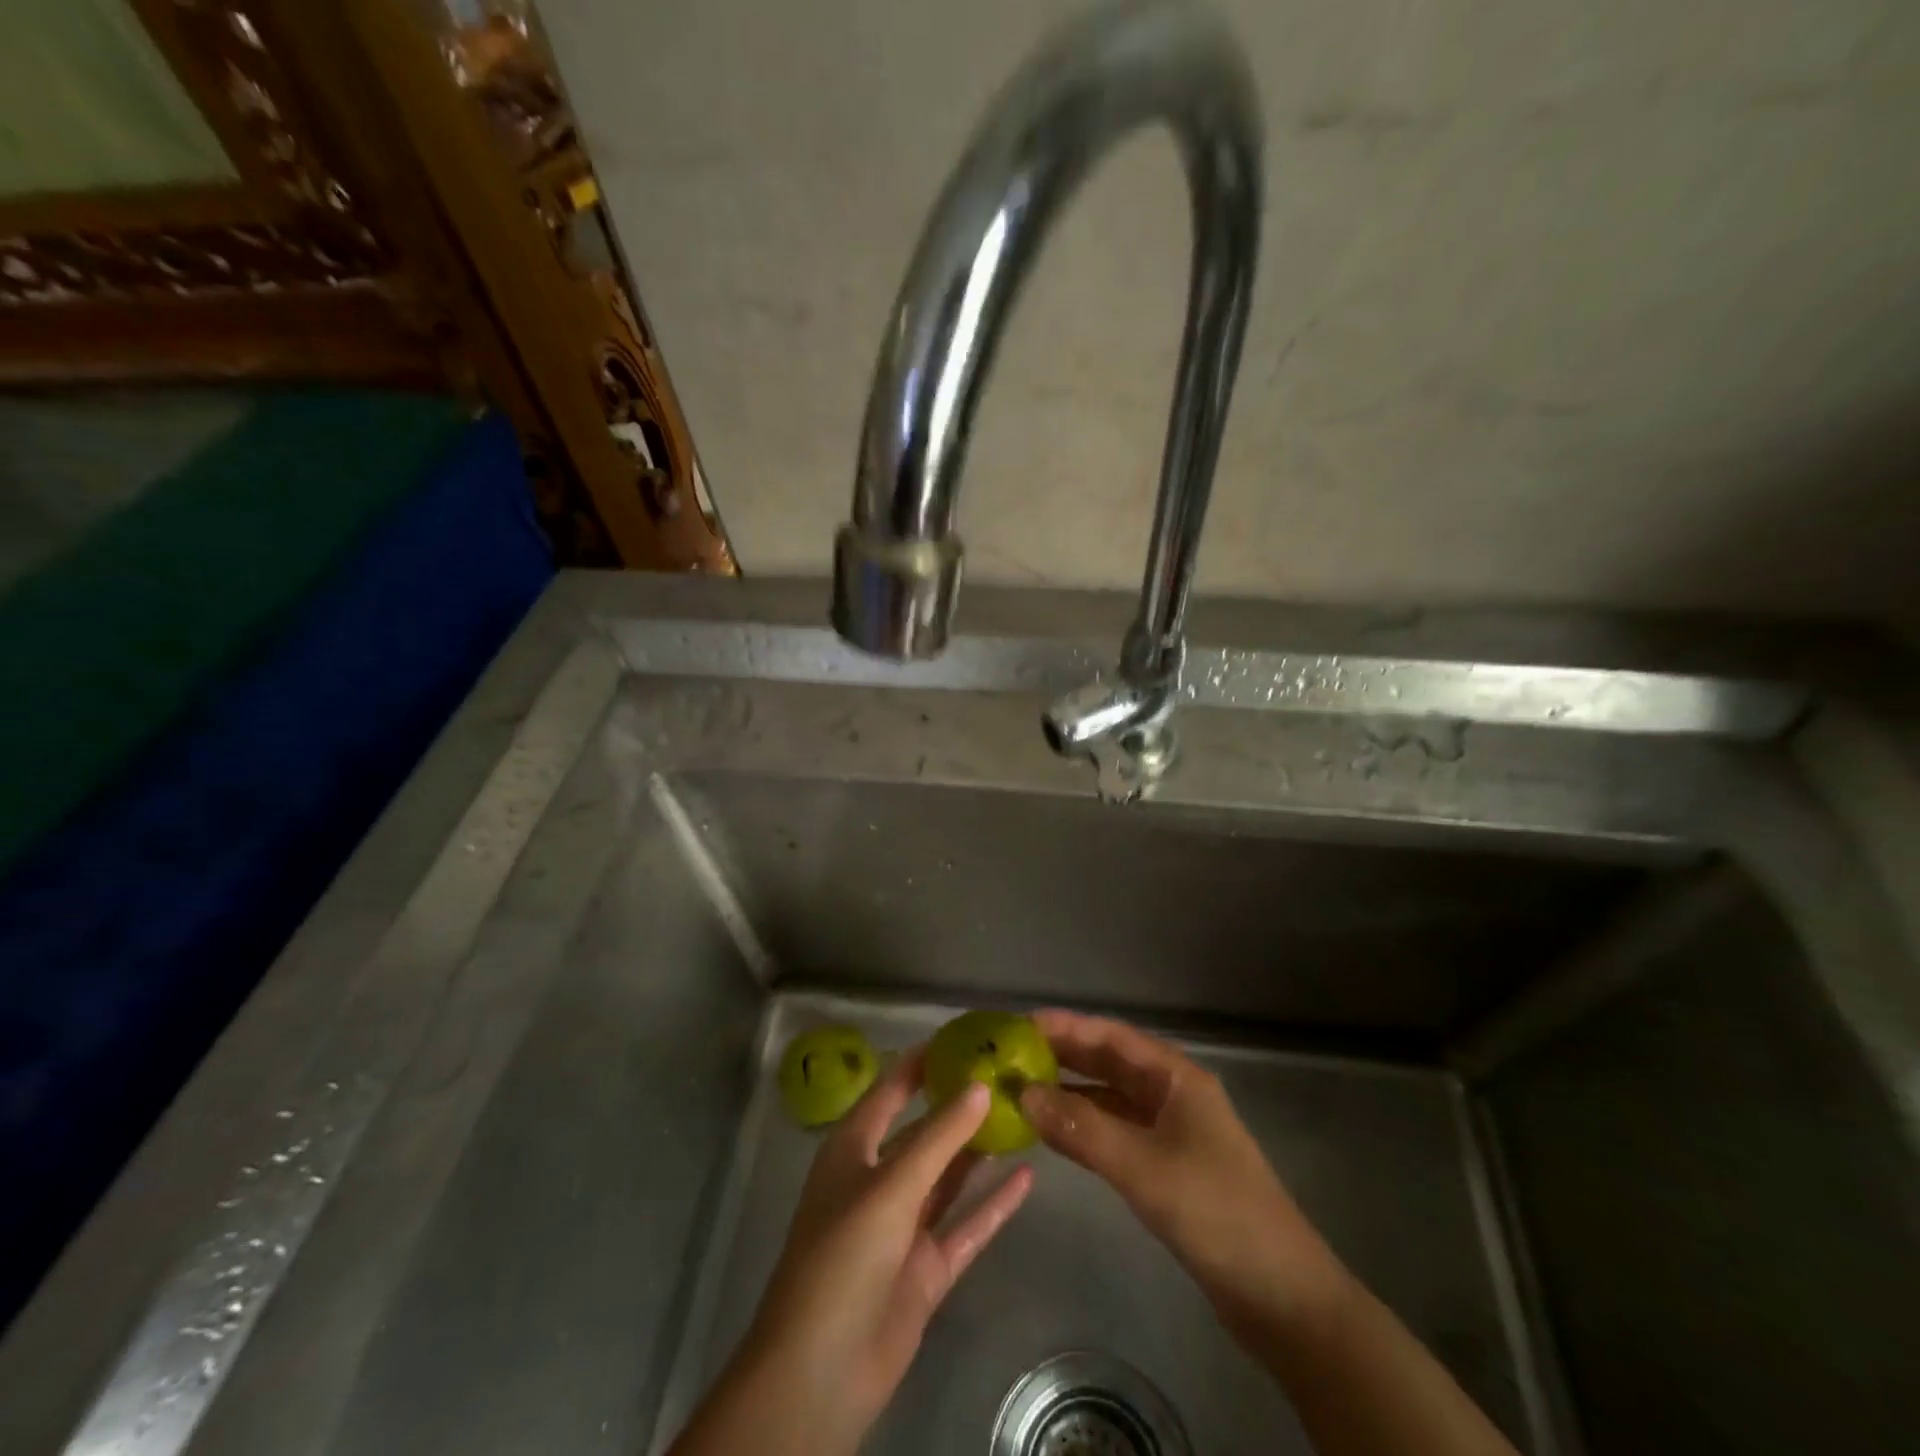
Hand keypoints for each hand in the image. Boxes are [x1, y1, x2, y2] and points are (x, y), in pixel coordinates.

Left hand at [671, 1046, 1033, 1455]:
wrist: (820, 1373)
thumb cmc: (843, 1256)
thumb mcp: (891, 1185)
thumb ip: (939, 1136)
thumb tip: (981, 1085)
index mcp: (854, 1148)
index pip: (892, 1088)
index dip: (924, 1061)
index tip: (966, 1037)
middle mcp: (879, 1178)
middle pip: (925, 1131)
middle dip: (960, 1104)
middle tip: (1008, 1075)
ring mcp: (904, 1225)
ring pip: (948, 1175)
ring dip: (980, 1149)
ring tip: (1023, 1114)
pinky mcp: (926, 1267)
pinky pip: (966, 1225)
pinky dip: (994, 1204)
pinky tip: (1028, 1177)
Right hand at [1018, 1009, 1345, 1341]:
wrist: (1283, 1297)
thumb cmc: (1217, 1213)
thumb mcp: (1143, 1167)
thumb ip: (1082, 1129)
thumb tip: (1024, 1094)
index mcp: (1176, 1078)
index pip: (1111, 1036)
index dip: (1066, 1027)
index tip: (1020, 1026)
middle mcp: (1173, 1094)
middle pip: (1110, 1063)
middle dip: (1063, 1056)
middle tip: (1012, 1055)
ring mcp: (1172, 1131)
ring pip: (1111, 1098)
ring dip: (1071, 1093)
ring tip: (1023, 1090)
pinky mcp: (1168, 1166)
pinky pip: (1117, 1131)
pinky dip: (1085, 1127)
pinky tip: (1055, 1133)